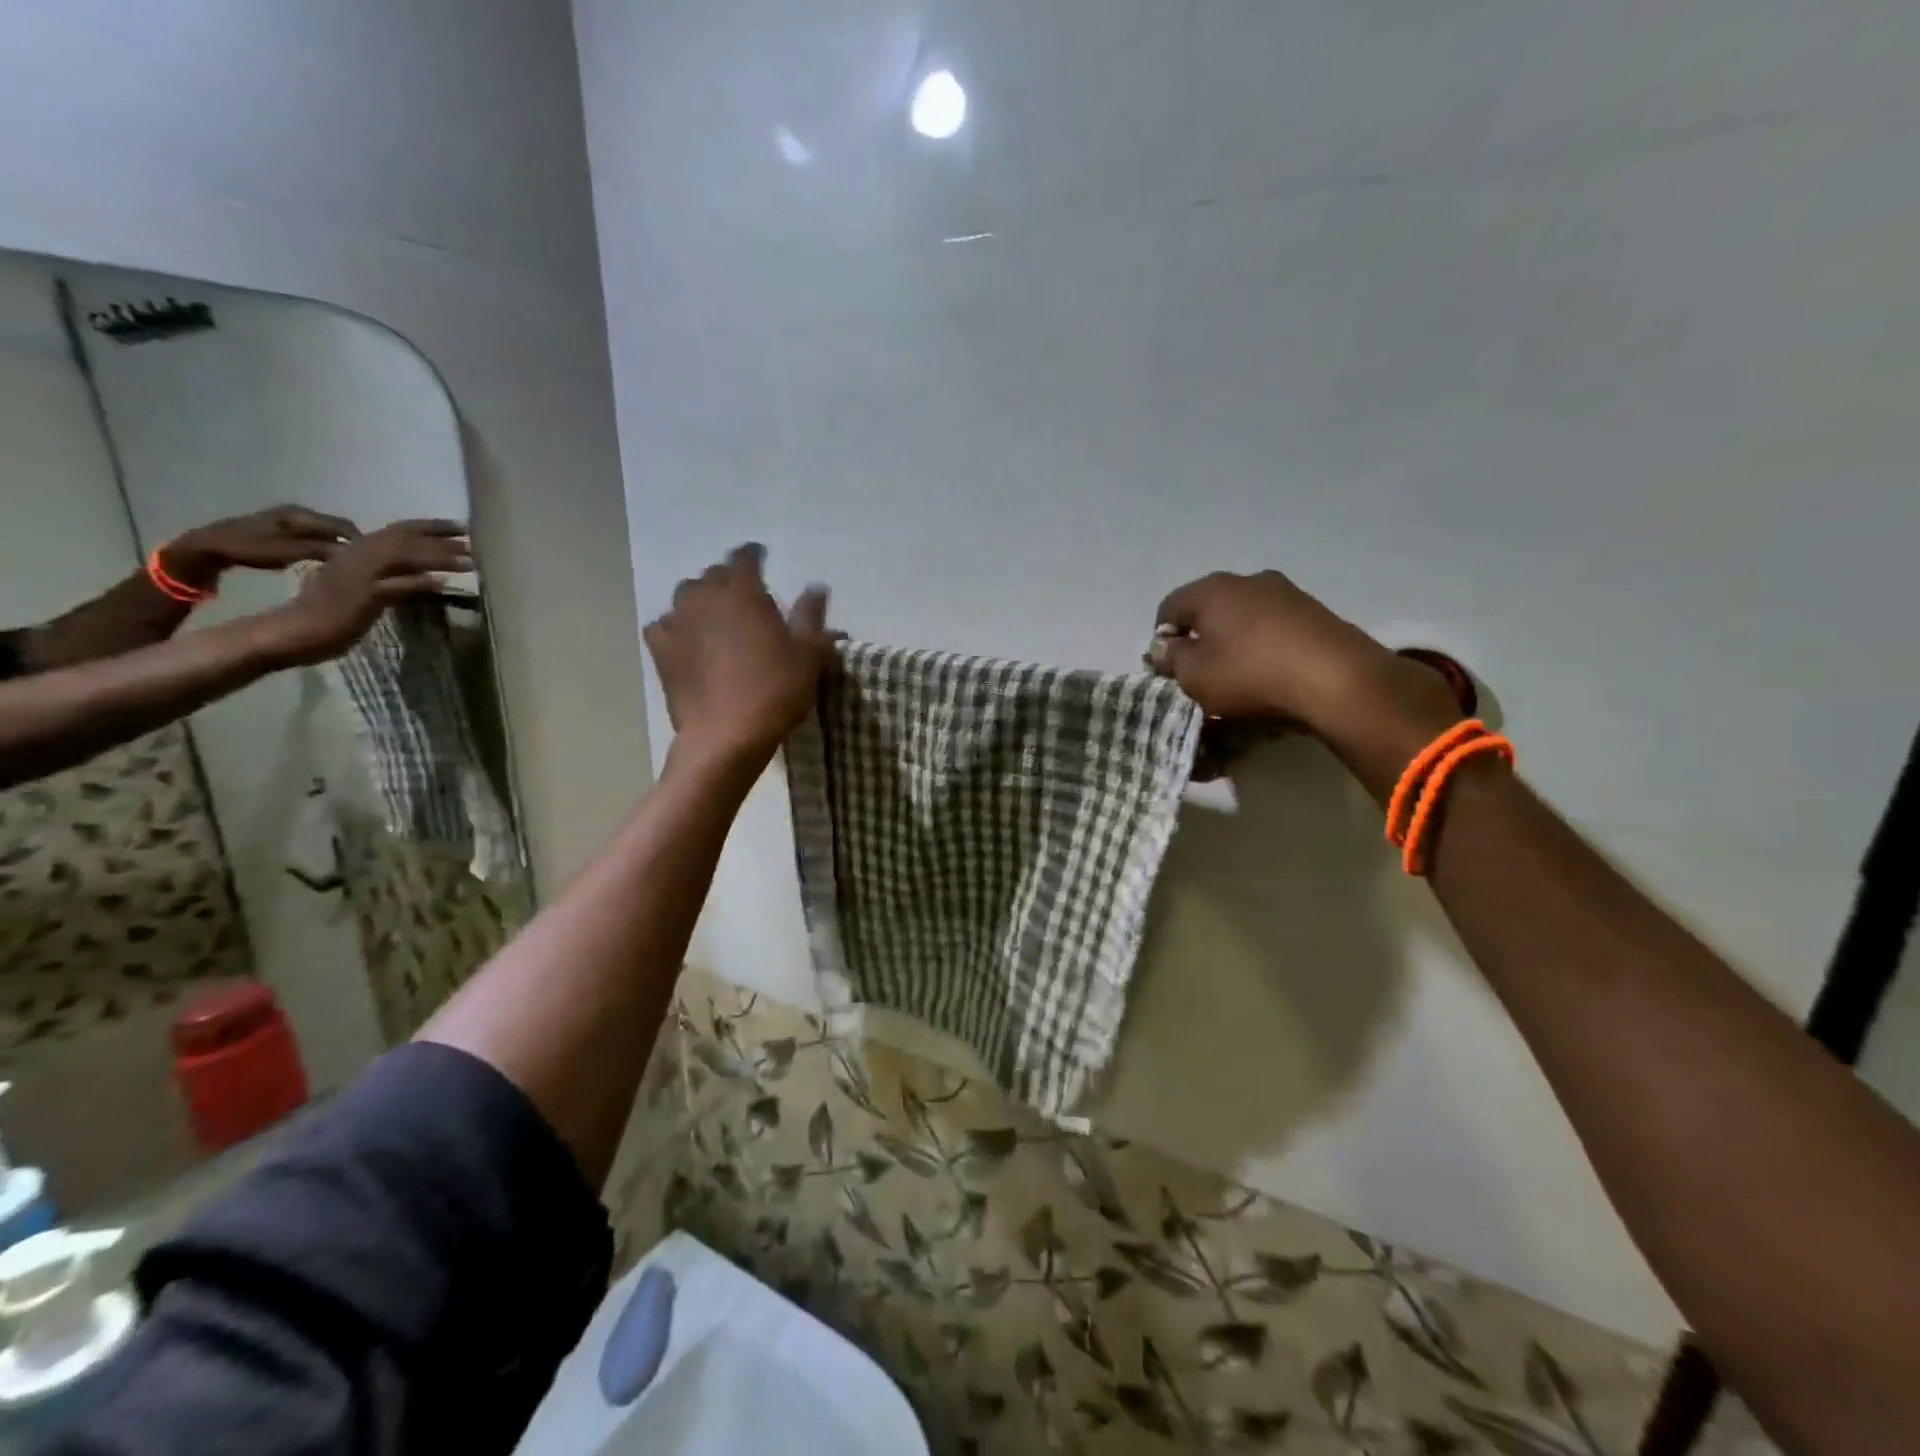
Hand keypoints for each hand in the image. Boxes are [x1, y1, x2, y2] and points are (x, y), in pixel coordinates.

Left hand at [164, 505, 362, 587]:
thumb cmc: (247, 549)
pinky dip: (324, 545)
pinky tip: (325, 559)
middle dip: (352, 543)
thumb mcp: (289, 553)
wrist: (205, 547)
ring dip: (338, 545)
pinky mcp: (279, 528)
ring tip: (348, 564)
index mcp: (301, 514)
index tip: (375, 561)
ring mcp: (287, 518)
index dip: (362, 542)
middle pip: (337, 527)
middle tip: (364, 565)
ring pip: (325, 531)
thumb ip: (323, 551)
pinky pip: (312, 535)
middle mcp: (297, 512)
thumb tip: (355, 555)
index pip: (344, 526)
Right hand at [258, 519, 470, 665]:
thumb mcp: (360, 586)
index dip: (430, 527)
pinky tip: (442, 583)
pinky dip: (418, 583)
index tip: (460, 527)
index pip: (397, 531)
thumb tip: (419, 575)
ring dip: (439, 557)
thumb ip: (386, 576)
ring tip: (470, 562)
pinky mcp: (362, 597)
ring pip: (403, 558)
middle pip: (404, 539)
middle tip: (472, 537)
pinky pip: (394, 586)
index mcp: (356, 551)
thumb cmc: (327, 611)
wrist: (293, 631)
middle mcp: (357, 556)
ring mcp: (359, 575)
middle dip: (441, 537)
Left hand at [644, 544, 833, 764]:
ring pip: (686, 595)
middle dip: (729, 578)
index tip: (762, 556)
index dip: (754, 554)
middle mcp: (705, 598)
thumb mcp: (809, 655)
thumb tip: (815, 587)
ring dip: (701, 598)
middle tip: (744, 594)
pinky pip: (664, 625)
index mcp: (743, 593)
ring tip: (715, 614)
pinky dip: (676, 625)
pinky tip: (686, 639)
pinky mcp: (660, 650)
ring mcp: (678, 623)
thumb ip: (811, 616)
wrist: (727, 735)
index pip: (745, 557)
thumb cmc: (776, 690)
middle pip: (713, 574)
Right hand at [1150, 569, 1452, 735]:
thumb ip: (1171, 659)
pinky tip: (1270, 673)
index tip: (1170, 670)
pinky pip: (1273, 627)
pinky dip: (1264, 646)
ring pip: (1242, 617)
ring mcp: (1285, 592)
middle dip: (1200, 640)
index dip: (1161, 640)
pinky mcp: (1314, 611)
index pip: (1168, 609)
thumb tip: (1164, 648)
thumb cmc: (1250, 674)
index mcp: (1211, 589)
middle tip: (1201, 674)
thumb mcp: (1194, 676)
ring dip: (1234, 643)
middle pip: (1208, 610)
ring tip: (1238, 677)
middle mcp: (1247, 579)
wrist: (1337, 679)